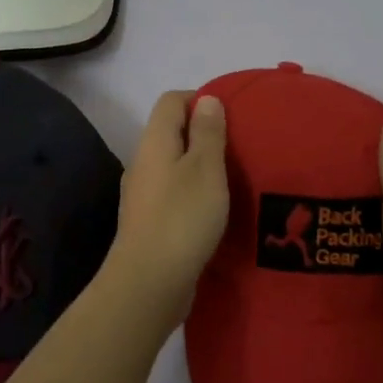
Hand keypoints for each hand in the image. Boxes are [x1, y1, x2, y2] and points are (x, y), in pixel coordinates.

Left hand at [103, 91, 229, 317]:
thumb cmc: (182, 218)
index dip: (200, 99)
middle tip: (238, 147)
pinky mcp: (149, 223)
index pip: (171, 101)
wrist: (149, 283)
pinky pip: (173, 194)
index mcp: (154, 142)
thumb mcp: (205, 168)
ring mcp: (143, 195)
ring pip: (173, 165)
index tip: (231, 116)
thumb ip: (207, 133)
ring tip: (232, 178)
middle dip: (203, 134)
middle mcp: (143, 163)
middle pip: (171, 133)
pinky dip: (193, 193)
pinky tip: (214, 210)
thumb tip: (206, 99)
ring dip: (199, 166)